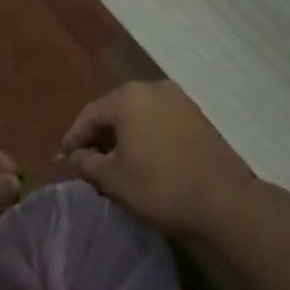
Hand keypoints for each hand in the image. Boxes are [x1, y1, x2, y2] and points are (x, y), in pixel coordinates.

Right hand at [61, 81, 250, 234]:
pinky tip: (145, 158)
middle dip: (100, 134)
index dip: (74, 137)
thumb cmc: (160, 187)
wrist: (224, 201)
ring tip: (116, 161)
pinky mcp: (197, 115)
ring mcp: (179, 99)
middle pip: (115, 110)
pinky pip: (160, 120)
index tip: (64, 159)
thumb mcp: (113, 179)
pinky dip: (147, 135)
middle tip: (89, 160)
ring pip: (139, 114)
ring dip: (124, 135)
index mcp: (128, 98)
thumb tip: (76, 155)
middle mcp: (153, 88)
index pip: (90, 114)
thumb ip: (86, 163)